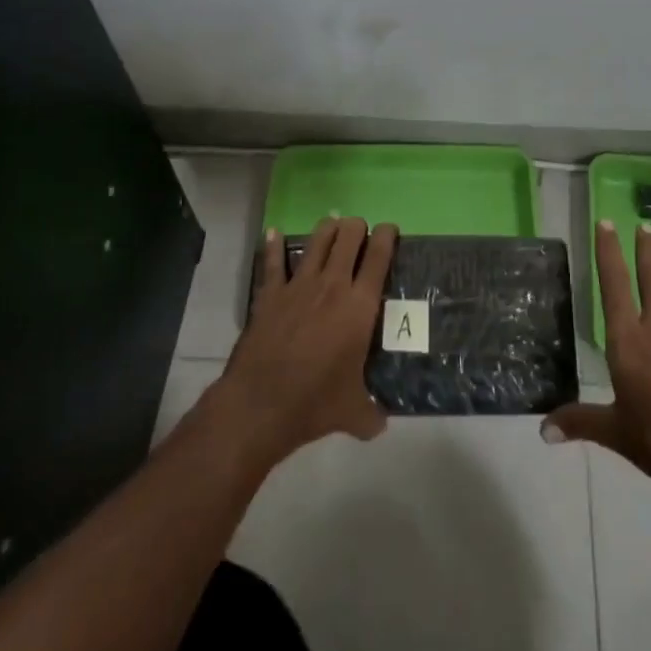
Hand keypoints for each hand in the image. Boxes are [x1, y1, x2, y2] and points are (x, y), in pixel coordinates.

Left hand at [205, 217, 398, 468]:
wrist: (260, 405)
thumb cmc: (314, 403)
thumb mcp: (353, 414)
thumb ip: (371, 414)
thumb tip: (380, 424)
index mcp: (360, 306)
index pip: (379, 256)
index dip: (387, 235)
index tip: (389, 229)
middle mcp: (332, 285)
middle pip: (349, 236)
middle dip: (357, 226)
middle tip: (360, 232)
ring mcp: (298, 285)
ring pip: (317, 239)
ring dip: (327, 229)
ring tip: (332, 227)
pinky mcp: (270, 293)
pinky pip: (273, 261)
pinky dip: (274, 245)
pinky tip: (274, 233)